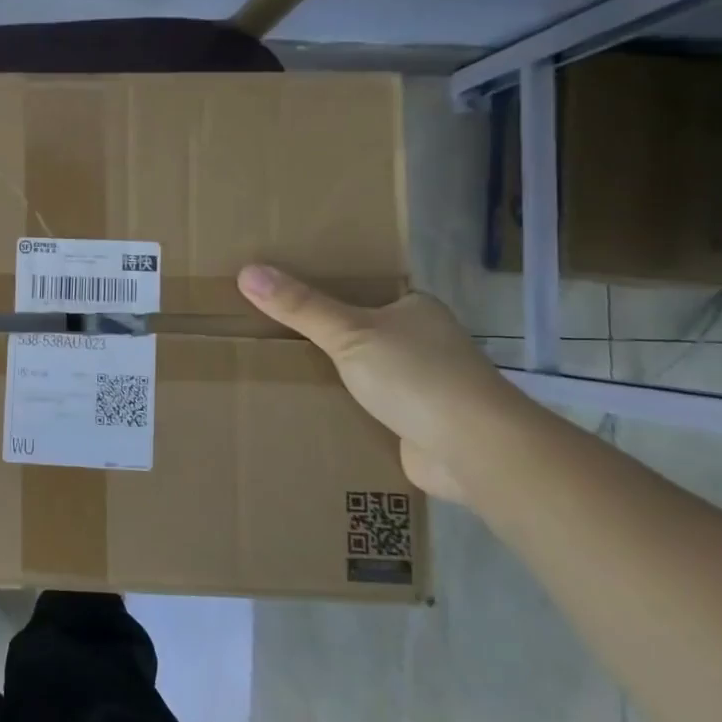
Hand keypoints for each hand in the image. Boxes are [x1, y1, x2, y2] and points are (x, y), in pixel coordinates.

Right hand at [236, 264, 518, 502]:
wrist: (474, 450)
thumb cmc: (416, 376)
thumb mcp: (348, 333)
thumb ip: (300, 306)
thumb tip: (247, 271)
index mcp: (416, 310)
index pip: (366, 292)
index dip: (326, 293)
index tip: (283, 296)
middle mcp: (424, 343)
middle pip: (362, 333)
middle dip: (324, 338)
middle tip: (268, 334)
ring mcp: (424, 386)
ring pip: (365, 373)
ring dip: (334, 377)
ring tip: (277, 371)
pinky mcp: (417, 425)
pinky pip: (369, 409)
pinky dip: (345, 410)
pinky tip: (308, 410)